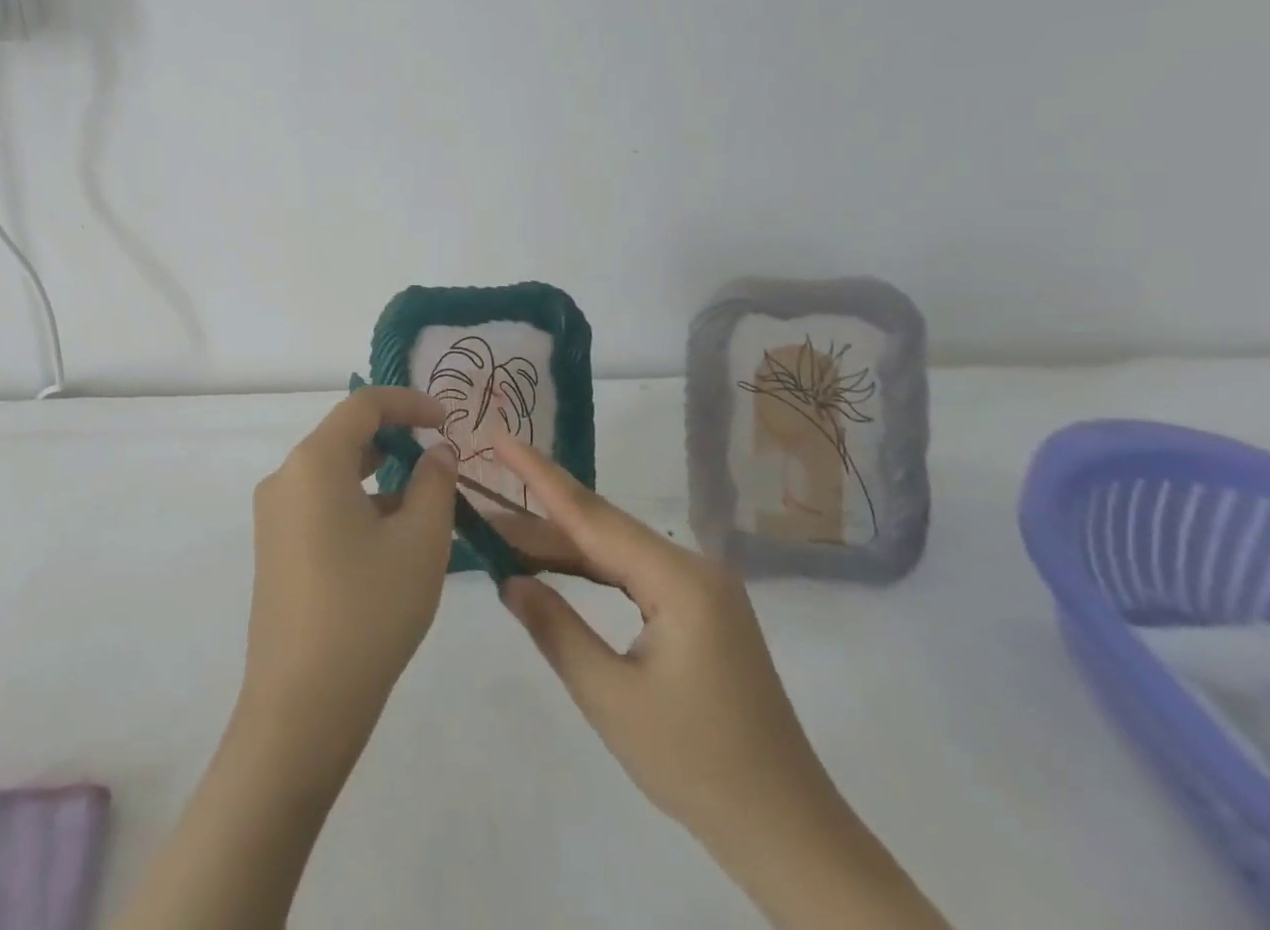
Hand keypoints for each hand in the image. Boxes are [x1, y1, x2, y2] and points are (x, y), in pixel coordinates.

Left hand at [113, 389, 458, 929]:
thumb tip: (436, 451)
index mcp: (314, 462)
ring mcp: (274, 516)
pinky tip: (390, 539)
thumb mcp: (420, 541)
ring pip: (333, 473)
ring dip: (379, 475)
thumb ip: (435, 482)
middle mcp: (285, 477)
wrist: (302, 706)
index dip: (409, 402)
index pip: (363, 405)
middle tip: (441, 460)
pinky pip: (320, 504)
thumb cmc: (369, 610)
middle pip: (345, 436)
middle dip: (396, 440)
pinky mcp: (274, 549)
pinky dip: (357, 503)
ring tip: (425, 503)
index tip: (447, 418)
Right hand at [492, 432, 950, 929]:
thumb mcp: (611, 699)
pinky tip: (556, 569)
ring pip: (616, 552)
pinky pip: (632, 575)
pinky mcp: (699, 612)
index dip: (539, 475)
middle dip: (539, 518)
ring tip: (503, 536)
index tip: (501, 437)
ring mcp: (700, 590)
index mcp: (679, 580)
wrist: (787, 831)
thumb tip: (510, 581)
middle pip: (602, 530)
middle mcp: (692, 569)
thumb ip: (556, 629)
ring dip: (561, 547)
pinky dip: (590, 571)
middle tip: (482, 504)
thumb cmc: (698, 765)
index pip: (592, 515)